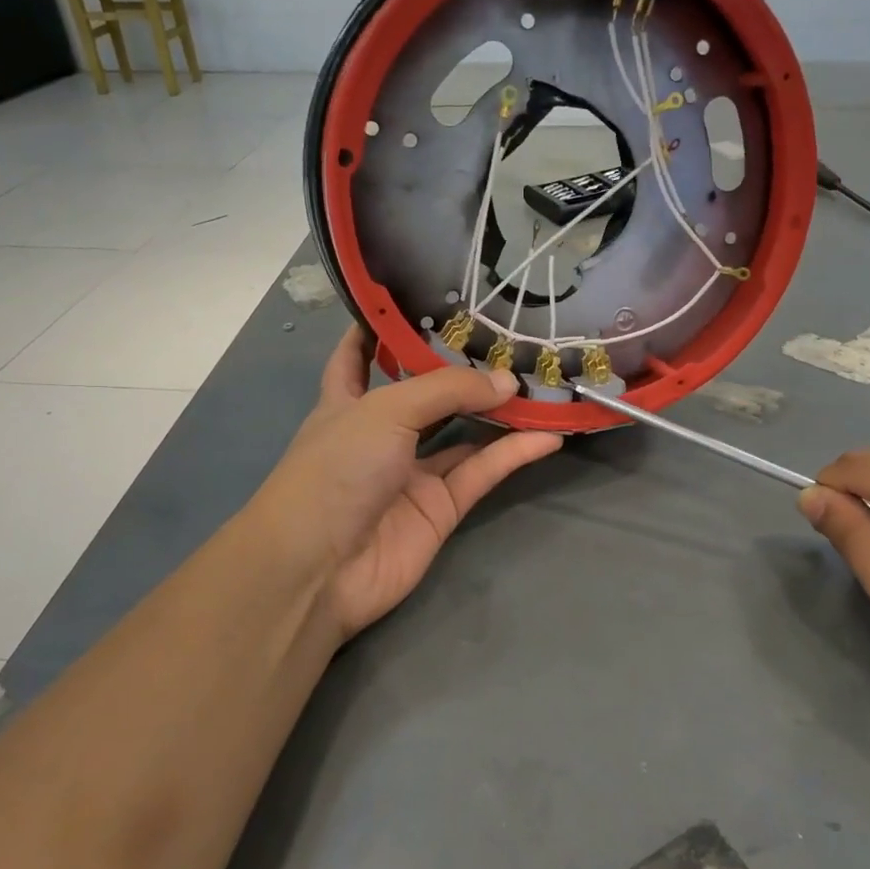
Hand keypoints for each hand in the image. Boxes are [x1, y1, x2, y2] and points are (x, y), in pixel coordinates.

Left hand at [245, 325, 562, 644]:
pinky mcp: (441, 509)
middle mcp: (381, 434)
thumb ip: (448, 390)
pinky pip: (483, 472)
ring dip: (498, 412)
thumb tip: (507, 381)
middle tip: (507, 340)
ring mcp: (412, 474)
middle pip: (426, 394)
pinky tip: (548, 434)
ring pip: (463, 434)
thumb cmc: (337, 469)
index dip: (378, 330)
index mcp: (347, 402)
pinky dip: (514, 454)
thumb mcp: (386, 411)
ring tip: (540, 383)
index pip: (357, 356)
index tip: (412, 300)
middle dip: (461, 371)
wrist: (321, 568)